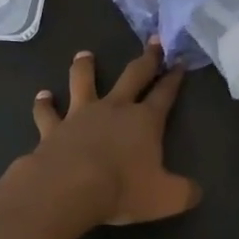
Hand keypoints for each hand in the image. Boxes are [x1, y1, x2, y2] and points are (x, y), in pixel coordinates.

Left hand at [25, 40, 201, 228]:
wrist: (69, 188)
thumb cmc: (122, 189)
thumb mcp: (167, 198)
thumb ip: (185, 193)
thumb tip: (196, 192)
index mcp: (145, 121)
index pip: (165, 94)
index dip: (174, 78)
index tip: (179, 61)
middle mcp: (114, 109)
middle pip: (133, 76)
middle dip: (146, 59)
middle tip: (153, 40)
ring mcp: (80, 115)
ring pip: (83, 82)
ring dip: (85, 68)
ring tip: (84, 55)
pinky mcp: (53, 129)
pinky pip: (47, 113)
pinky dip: (44, 104)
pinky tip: (42, 96)